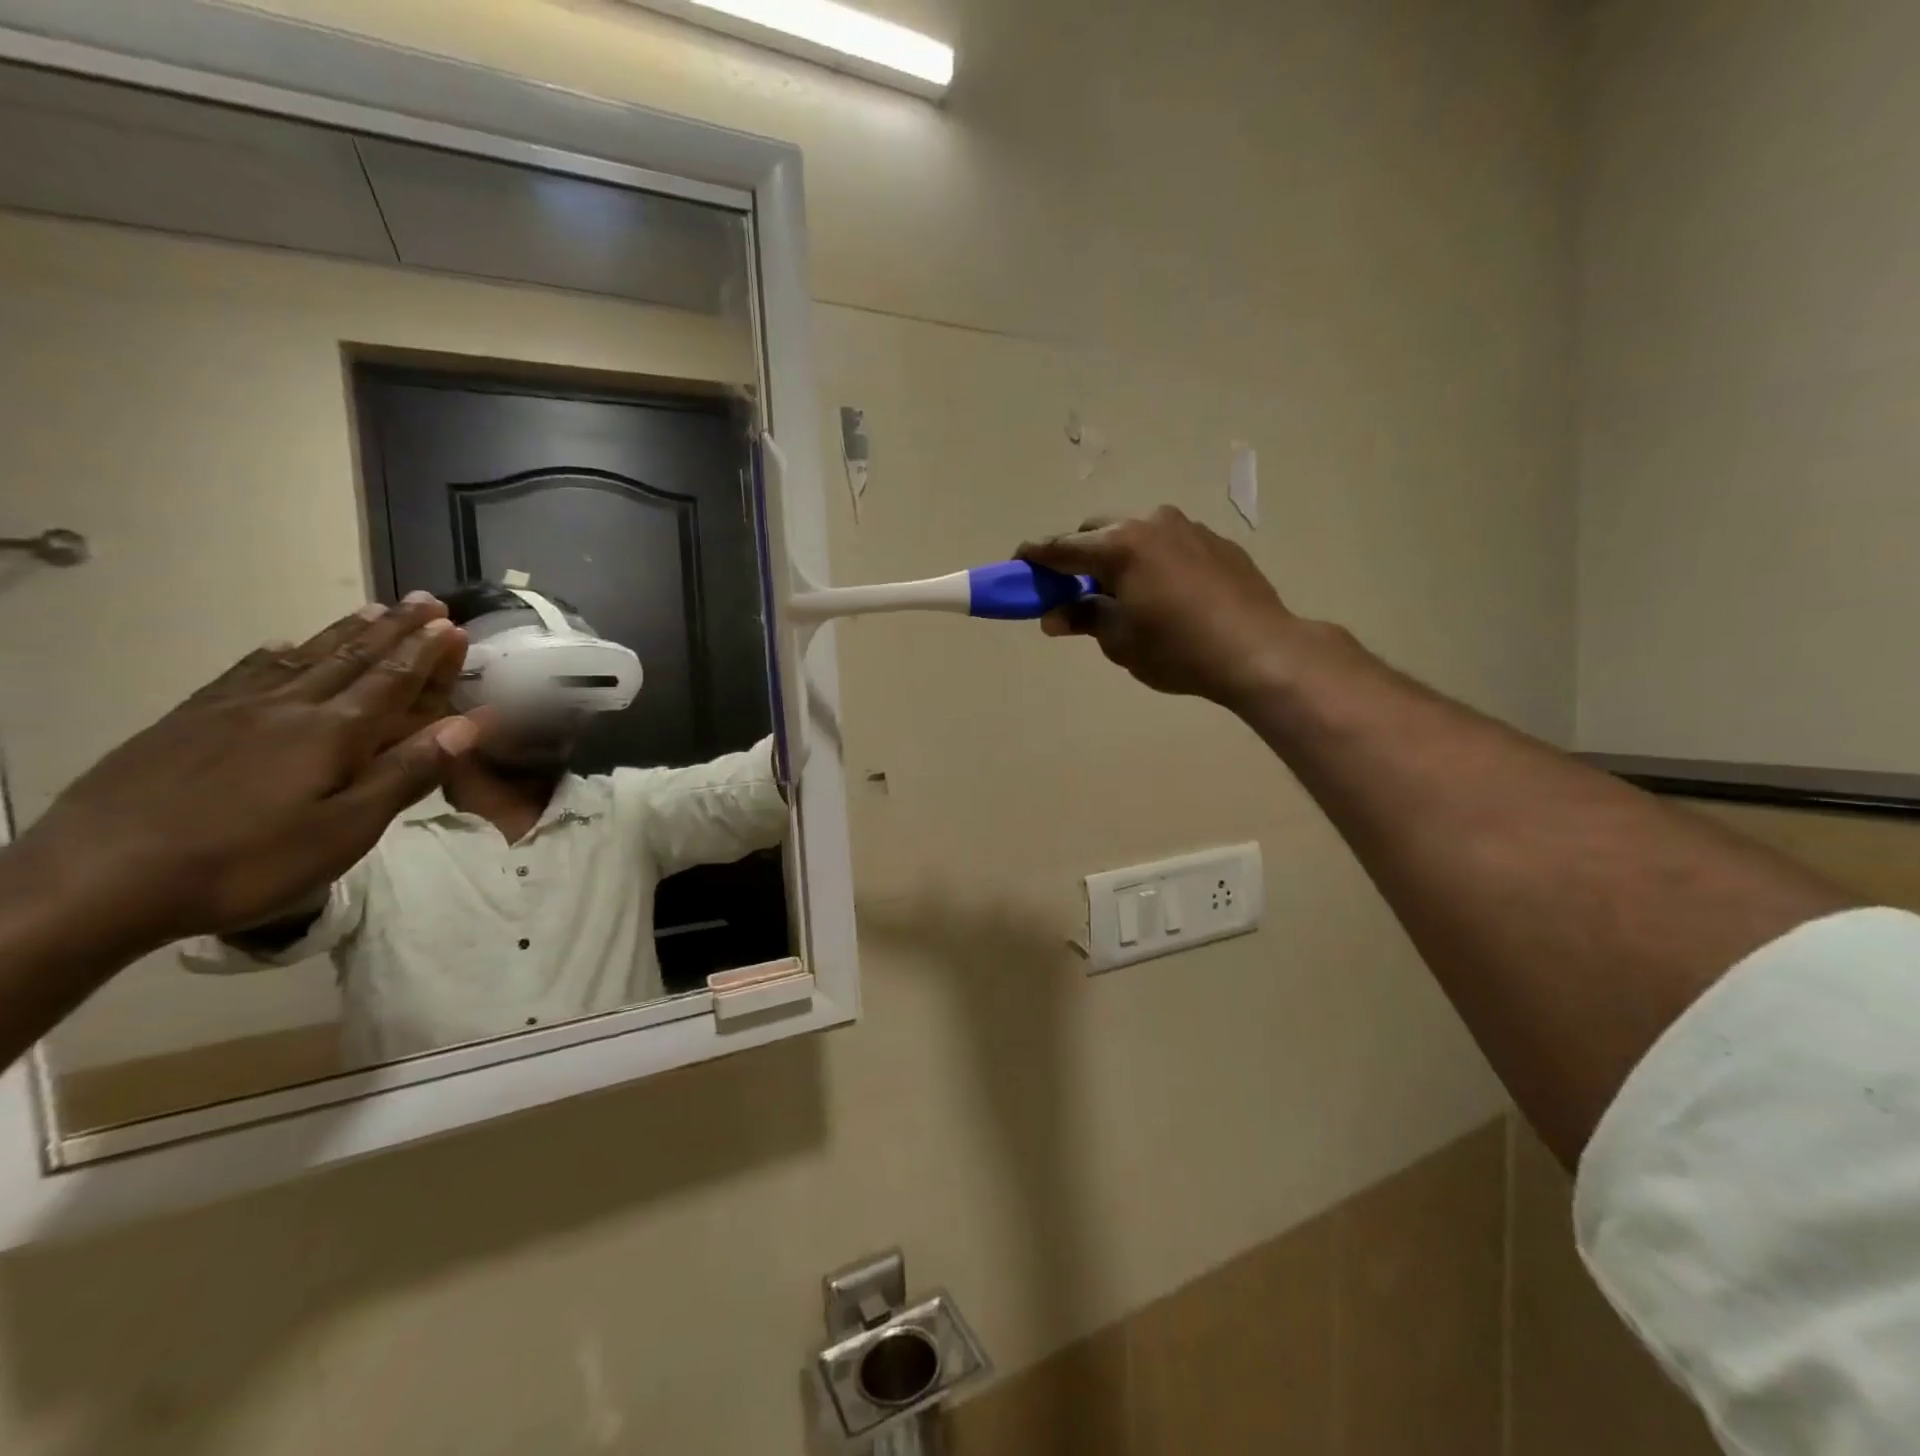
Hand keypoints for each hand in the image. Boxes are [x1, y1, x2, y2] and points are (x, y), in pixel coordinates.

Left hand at [15, 595, 484, 956]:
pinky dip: (275, 653)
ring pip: (301, 657)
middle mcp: (288, 707)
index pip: (392, 682)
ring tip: (372, 610)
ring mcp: (232, 710)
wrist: (97, 879)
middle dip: (395, 629)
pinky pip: (243, 672)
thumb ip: (407, 772)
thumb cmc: (246, 860)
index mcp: (333, 733)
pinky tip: (281, 643)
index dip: (426, 653)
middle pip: (352, 658)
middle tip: (424, 600)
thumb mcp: (345, 829)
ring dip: (344, 632)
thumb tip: (468, 723)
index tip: (452, 624)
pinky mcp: (186, 722)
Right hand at [1018, 507, 1303, 708]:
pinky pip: (1170, 544)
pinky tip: (1165, 593)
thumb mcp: (1120, 641)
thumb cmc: (1177, 650)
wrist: (1260, 650)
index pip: (1063, 548)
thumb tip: (1055, 615)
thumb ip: (1084, 618)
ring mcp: (1188, 528)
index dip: (1036, 556)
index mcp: (1120, 546)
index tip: (1018, 561)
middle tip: (1074, 588)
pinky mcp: (1216, 542)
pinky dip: (1153, 561)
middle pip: (1099, 532)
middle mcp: (1152, 524)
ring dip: (1119, 555)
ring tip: (1124, 592)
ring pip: (1137, 534)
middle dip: (1080, 555)